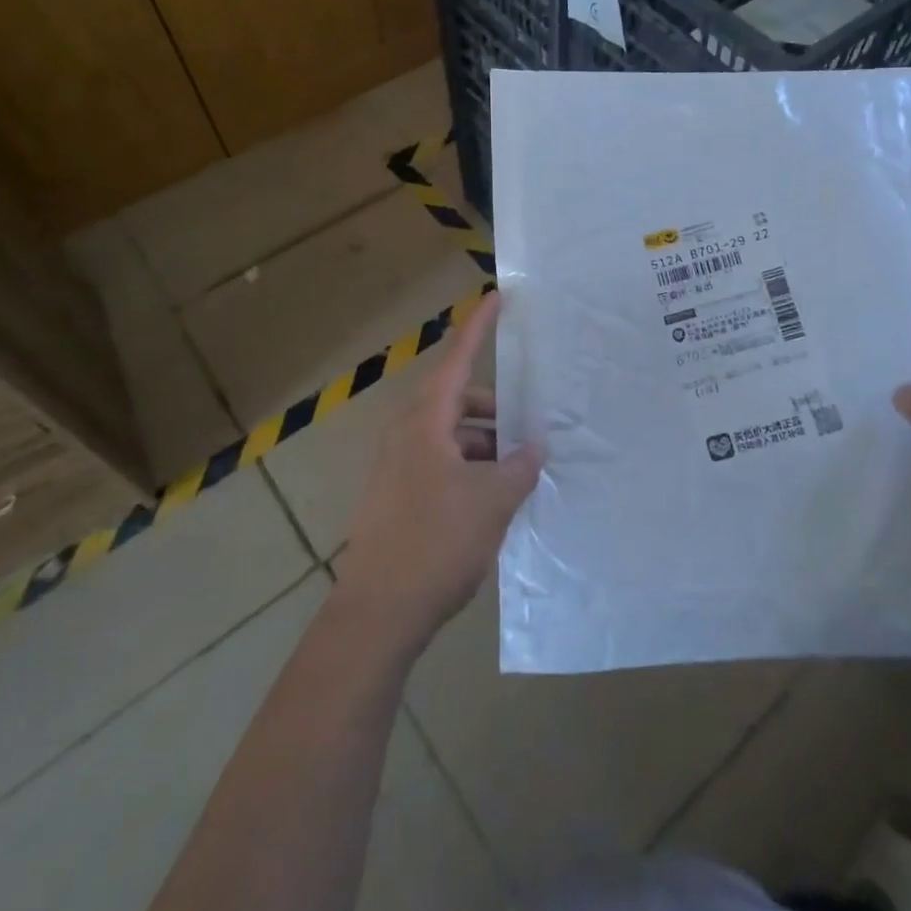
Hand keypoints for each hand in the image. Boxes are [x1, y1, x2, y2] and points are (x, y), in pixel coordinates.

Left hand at [333, 292, 540, 654]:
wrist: (377, 613)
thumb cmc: (435, 543)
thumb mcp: (491, 502)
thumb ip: (519, 468)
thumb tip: (533, 449)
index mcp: (425, 421)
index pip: (458, 359)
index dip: (479, 326)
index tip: (498, 296)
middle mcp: (406, 433)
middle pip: (457, 400)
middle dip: (494, 411)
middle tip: (529, 432)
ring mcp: (397, 465)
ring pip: (450, 435)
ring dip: (484, 446)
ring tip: (516, 476)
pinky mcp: (396, 494)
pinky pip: (439, 462)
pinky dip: (468, 468)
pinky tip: (491, 501)